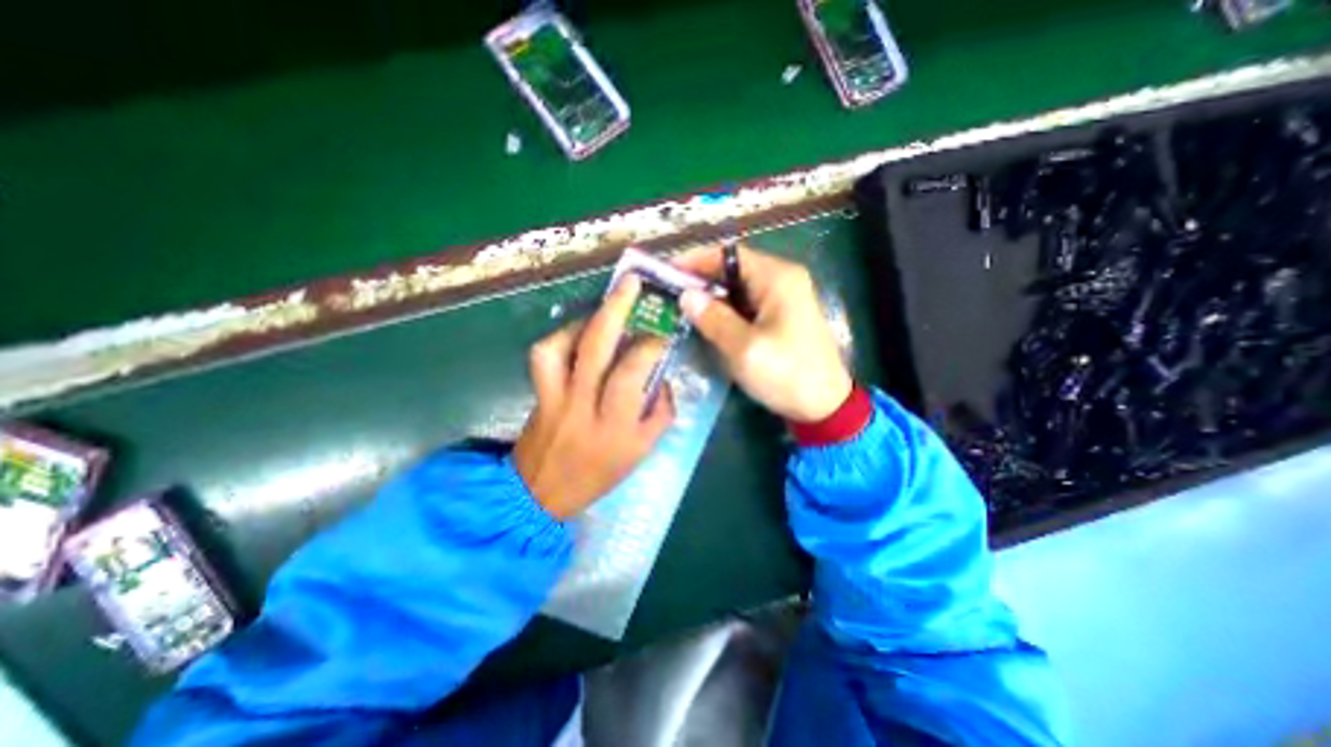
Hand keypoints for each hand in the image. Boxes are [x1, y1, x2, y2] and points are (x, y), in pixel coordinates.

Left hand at [511, 274, 676, 518]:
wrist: (540, 493)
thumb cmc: (599, 474)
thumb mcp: (643, 451)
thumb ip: (661, 413)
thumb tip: (664, 378)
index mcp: (615, 425)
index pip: (632, 372)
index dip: (649, 345)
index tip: (662, 333)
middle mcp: (583, 405)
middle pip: (596, 347)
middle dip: (615, 308)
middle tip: (630, 283)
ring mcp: (555, 396)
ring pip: (561, 346)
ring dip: (583, 321)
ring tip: (602, 313)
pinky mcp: (537, 393)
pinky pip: (543, 356)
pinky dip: (560, 338)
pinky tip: (577, 336)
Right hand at [677, 241, 852, 419]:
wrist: (824, 406)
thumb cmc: (787, 375)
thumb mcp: (745, 349)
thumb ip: (714, 319)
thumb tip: (686, 295)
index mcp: (777, 278)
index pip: (728, 255)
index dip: (695, 261)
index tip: (667, 273)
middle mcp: (782, 279)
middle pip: (732, 270)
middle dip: (700, 281)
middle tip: (670, 296)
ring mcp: (783, 298)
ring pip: (737, 289)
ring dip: (711, 298)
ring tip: (682, 310)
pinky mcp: (780, 316)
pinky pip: (746, 305)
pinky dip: (725, 311)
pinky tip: (708, 324)